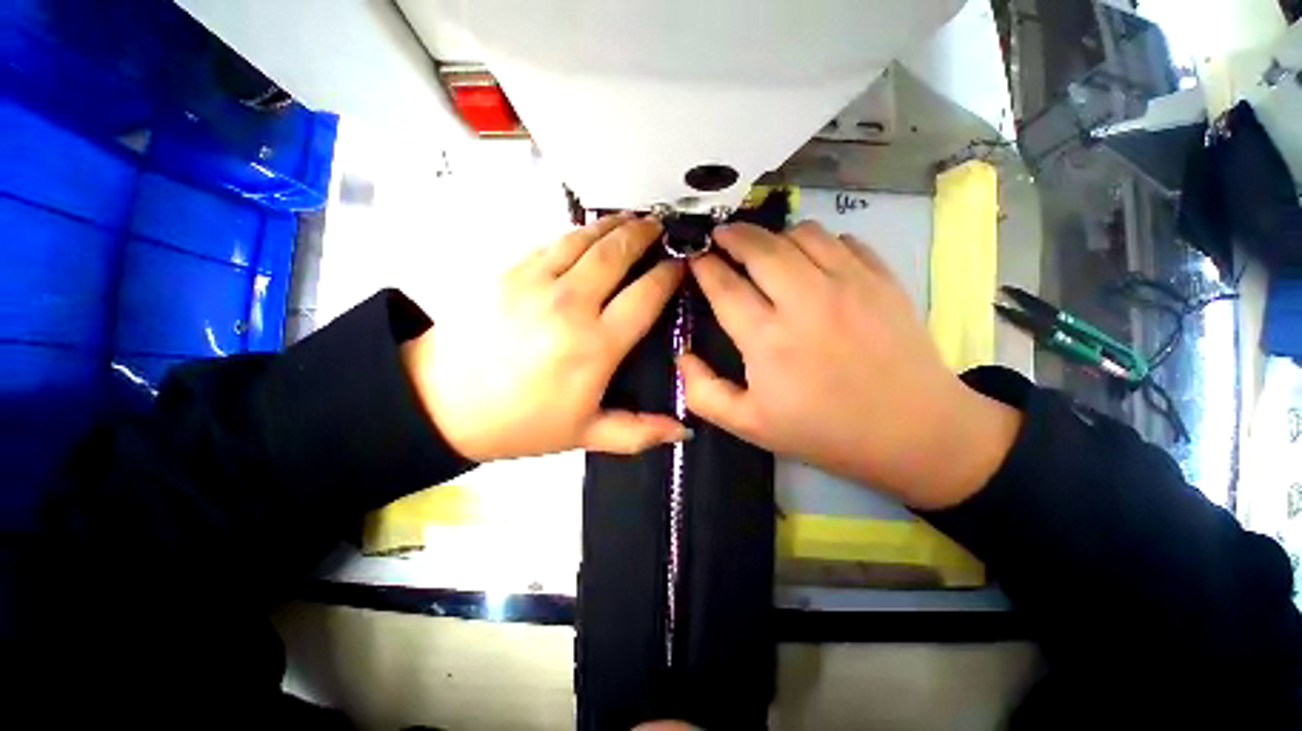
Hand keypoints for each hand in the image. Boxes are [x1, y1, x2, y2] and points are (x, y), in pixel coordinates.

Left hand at [402, 214, 688, 460]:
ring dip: (613, 225)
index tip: (679, 266)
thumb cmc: (521, 423)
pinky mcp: (509, 272)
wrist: (441, 403)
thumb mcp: (585, 435)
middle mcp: (571, 305)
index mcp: (596, 345)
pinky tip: (587, 234)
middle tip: (660, 228)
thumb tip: (683, 432)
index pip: (645, 296)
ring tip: (631, 219)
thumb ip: (638, 432)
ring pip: (585, 239)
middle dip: (644, 235)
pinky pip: (552, 243)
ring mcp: (536, 282)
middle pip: (617, 254)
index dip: (667, 276)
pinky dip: (577, 233)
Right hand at [680, 221, 1020, 509]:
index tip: (693, 257)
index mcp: (768, 340)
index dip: (703, 267)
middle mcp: (805, 301)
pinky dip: (818, 242)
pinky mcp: (882, 279)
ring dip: (774, 236)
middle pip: (759, 247)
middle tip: (720, 237)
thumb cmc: (824, 432)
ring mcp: (849, 284)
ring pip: (801, 233)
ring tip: (765, 251)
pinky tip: (812, 261)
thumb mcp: (749, 426)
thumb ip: (703, 392)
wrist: (914, 433)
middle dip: (732, 235)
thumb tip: (682, 355)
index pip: (724, 286)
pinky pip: (842, 240)